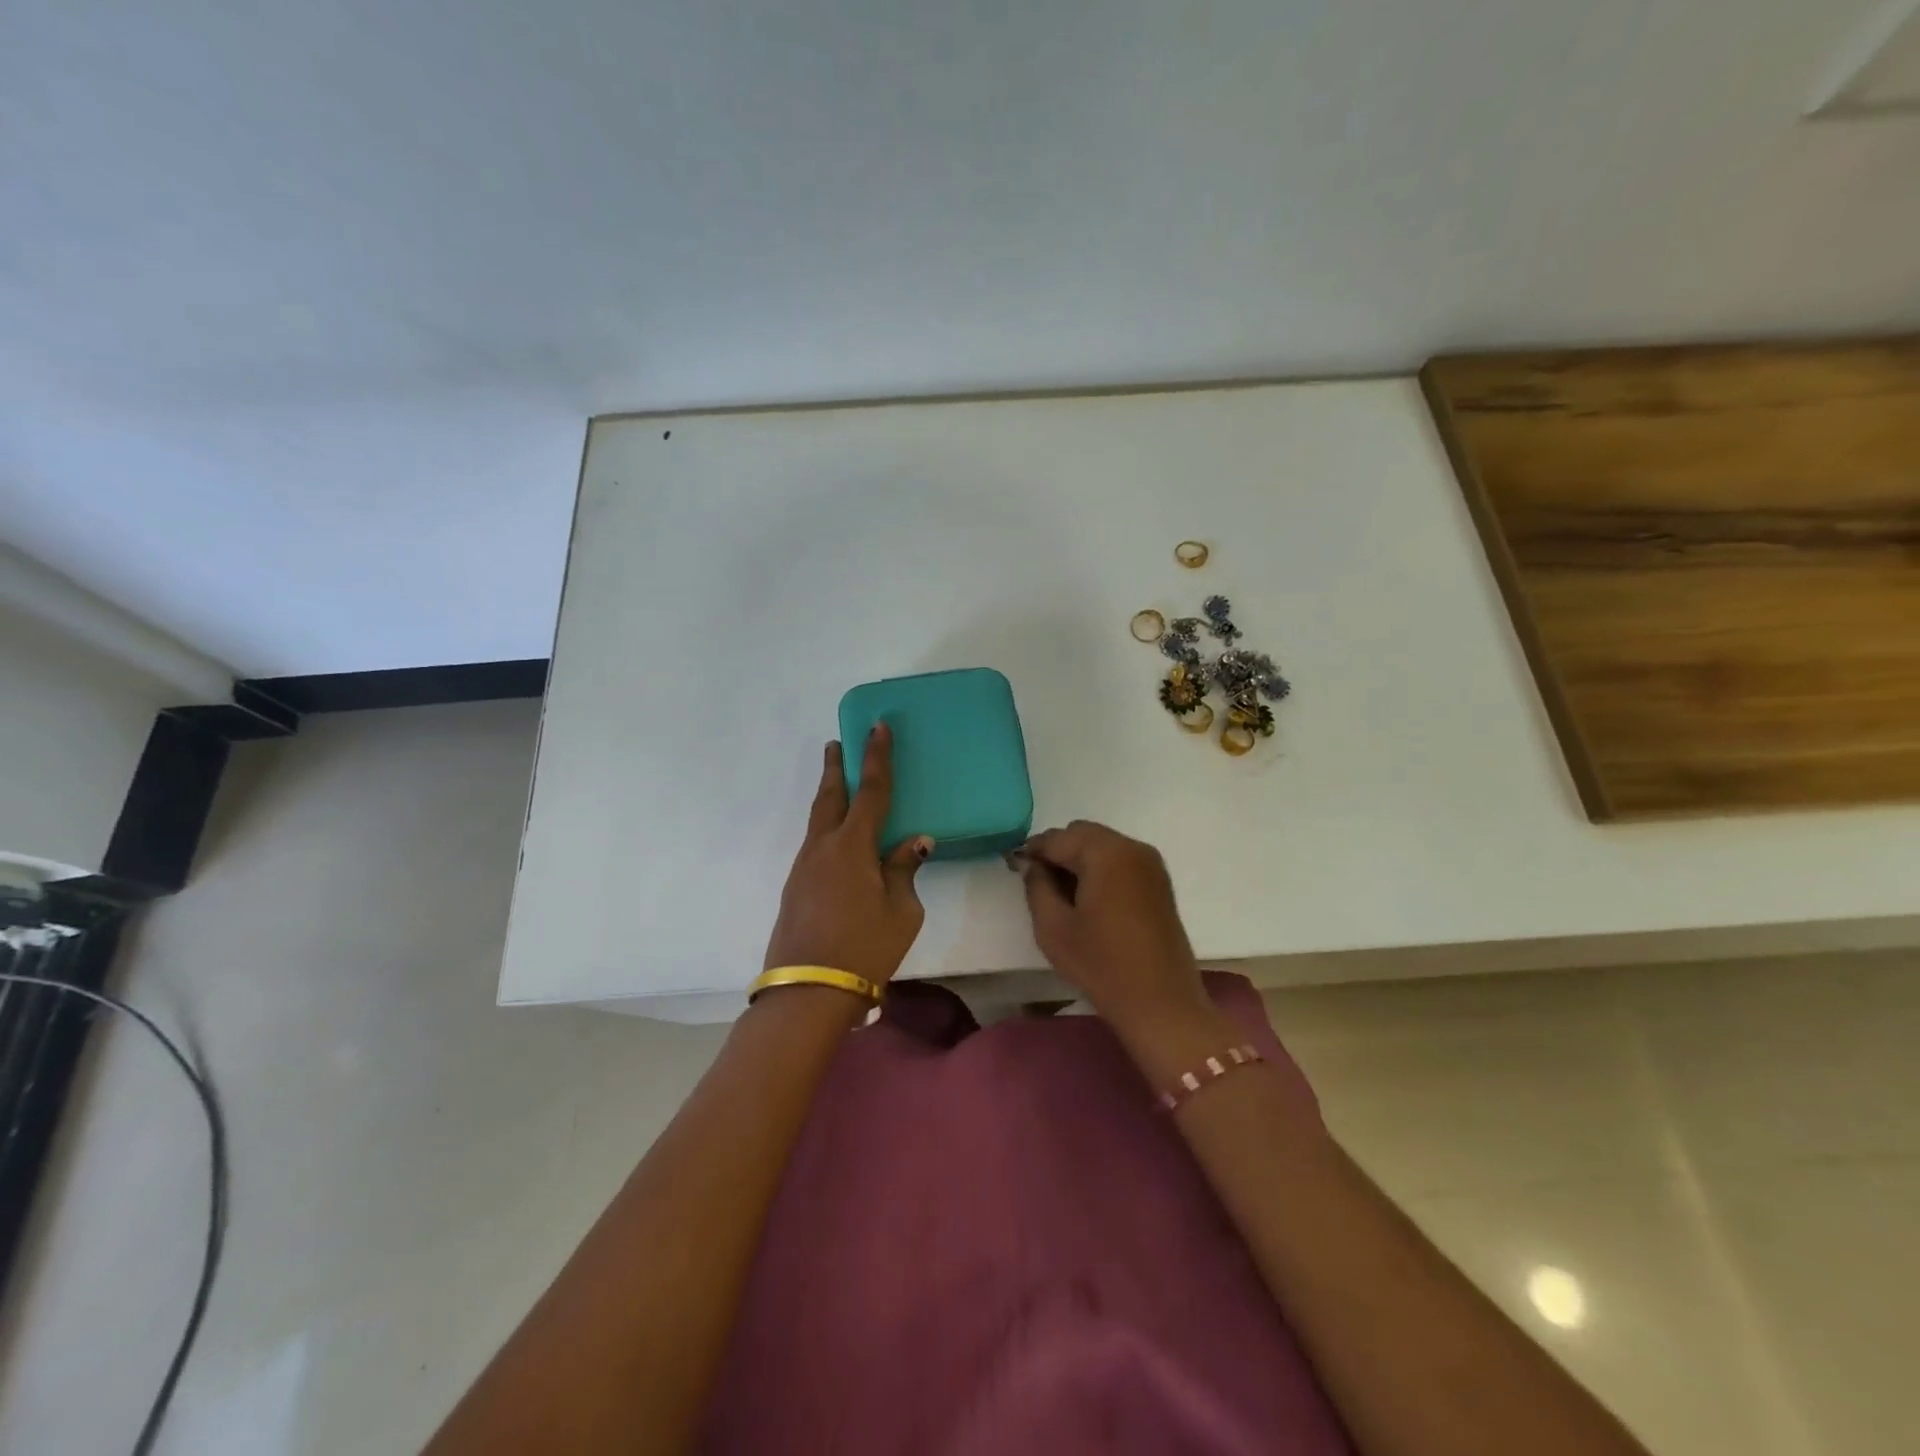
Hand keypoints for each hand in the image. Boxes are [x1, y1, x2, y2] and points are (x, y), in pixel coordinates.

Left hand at [763, 725, 932, 984]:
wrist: (808, 991)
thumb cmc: (865, 948)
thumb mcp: (901, 911)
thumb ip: (904, 870)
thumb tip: (914, 841)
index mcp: (853, 846)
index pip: (870, 791)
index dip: (875, 757)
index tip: (876, 726)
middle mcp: (824, 848)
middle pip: (830, 796)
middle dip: (836, 767)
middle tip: (837, 742)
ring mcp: (804, 867)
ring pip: (818, 820)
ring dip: (829, 796)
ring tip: (836, 782)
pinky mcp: (796, 887)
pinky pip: (815, 843)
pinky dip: (827, 827)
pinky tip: (837, 840)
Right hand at [1019, 820, 1211, 1040]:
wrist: (1161, 1004)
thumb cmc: (1102, 966)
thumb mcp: (1053, 928)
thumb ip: (1036, 886)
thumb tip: (1031, 863)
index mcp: (1105, 853)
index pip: (1057, 838)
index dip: (1032, 851)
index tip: (1013, 868)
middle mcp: (1131, 847)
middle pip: (1081, 834)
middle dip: (1057, 852)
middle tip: (1038, 884)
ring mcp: (1150, 863)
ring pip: (1101, 845)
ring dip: (1078, 859)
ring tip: (1063, 895)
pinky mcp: (1159, 881)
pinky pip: (1120, 859)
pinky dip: (1100, 868)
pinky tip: (1089, 900)